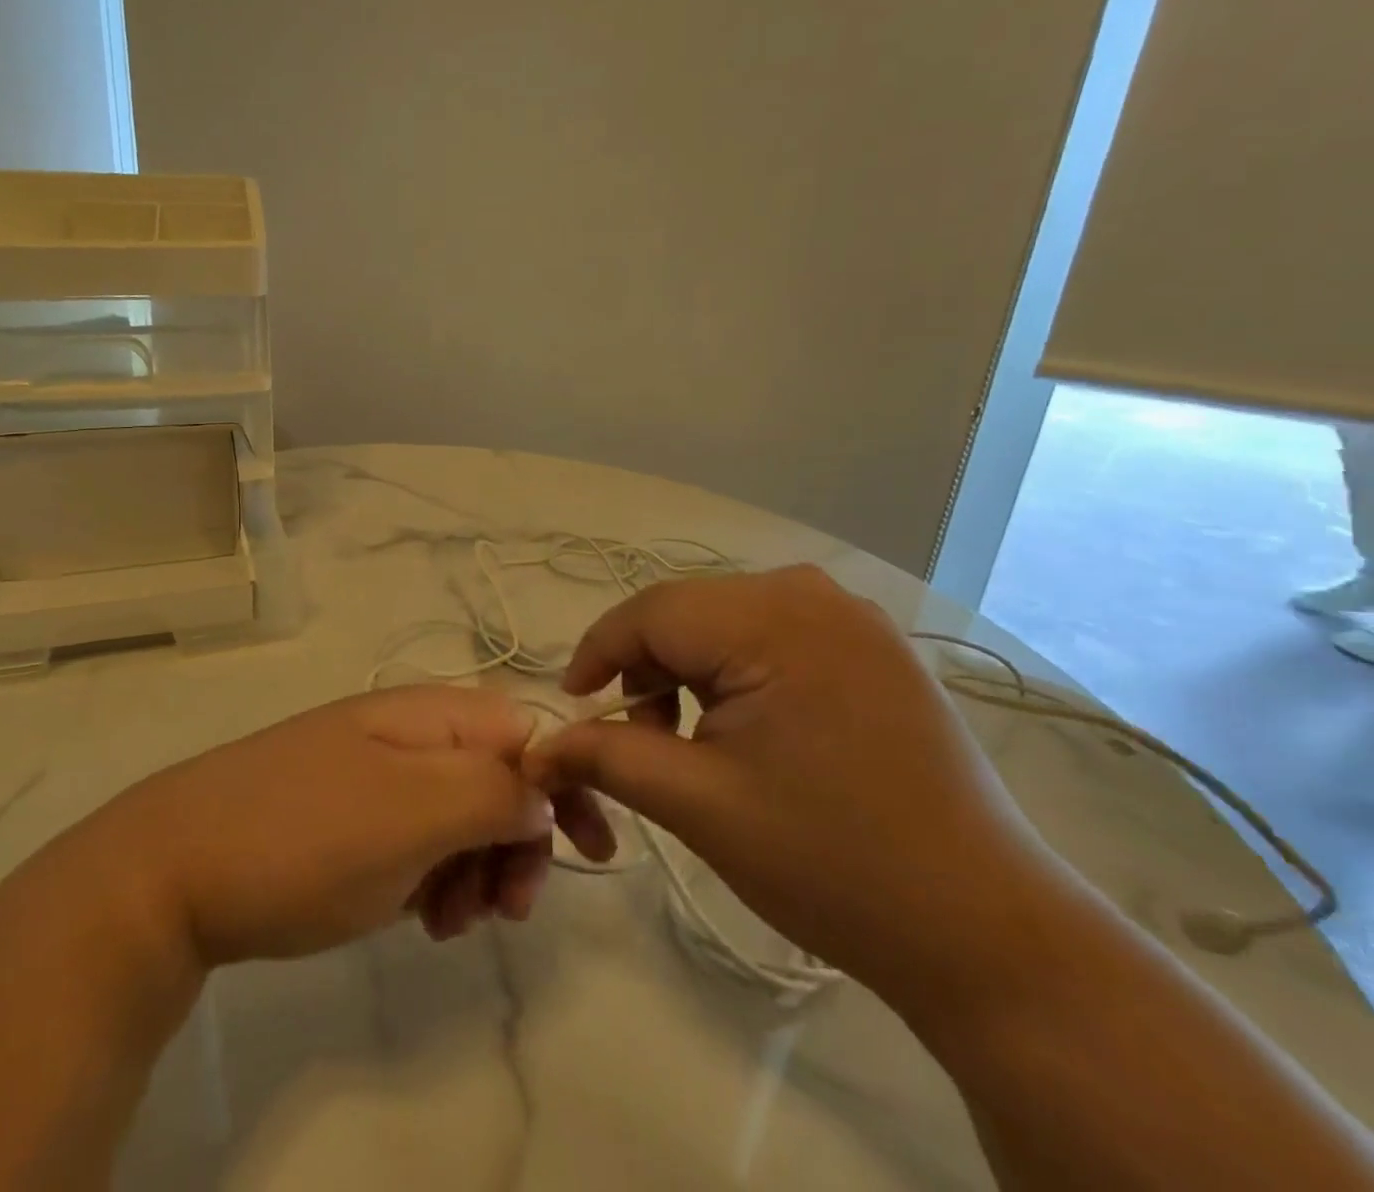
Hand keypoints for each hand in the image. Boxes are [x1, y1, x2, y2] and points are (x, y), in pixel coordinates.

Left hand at [95, 686, 583, 967]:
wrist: (174, 870)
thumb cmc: (305, 836)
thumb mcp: (412, 812)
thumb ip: (491, 791)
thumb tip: (542, 791)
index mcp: (428, 714)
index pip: (526, 730)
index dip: (563, 784)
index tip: (589, 852)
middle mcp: (407, 734)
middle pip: (497, 775)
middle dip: (516, 840)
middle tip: (506, 907)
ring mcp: (375, 774)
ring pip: (461, 814)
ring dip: (477, 868)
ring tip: (453, 921)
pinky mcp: (351, 817)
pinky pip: (420, 840)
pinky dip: (436, 878)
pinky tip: (421, 917)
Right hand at [525, 567, 1063, 991]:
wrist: (987, 932)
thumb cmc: (831, 861)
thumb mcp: (698, 804)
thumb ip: (606, 756)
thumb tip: (539, 745)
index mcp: (775, 617)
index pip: (650, 612)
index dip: (598, 653)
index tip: (573, 705)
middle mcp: (815, 595)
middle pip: (689, 613)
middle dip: (647, 667)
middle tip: (636, 735)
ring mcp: (854, 619)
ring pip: (728, 623)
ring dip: (690, 671)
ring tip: (689, 740)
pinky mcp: (875, 650)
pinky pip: (775, 638)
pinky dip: (737, 673)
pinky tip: (745, 729)